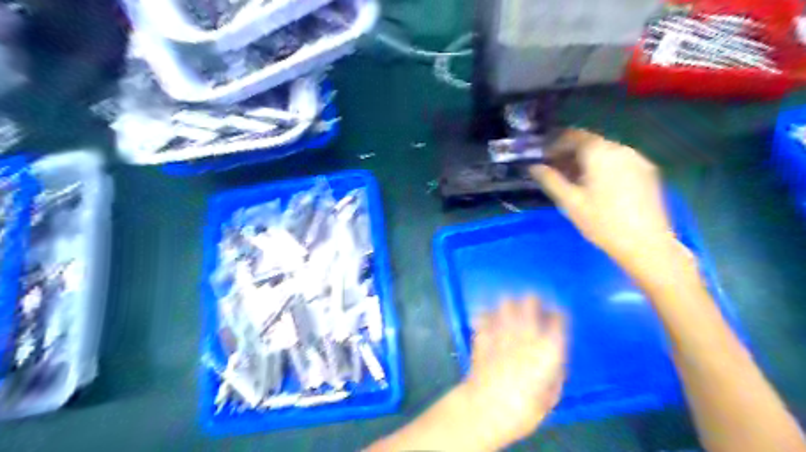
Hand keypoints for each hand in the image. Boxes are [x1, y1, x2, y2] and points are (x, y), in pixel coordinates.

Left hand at [464, 296, 569, 447]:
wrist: (487, 408)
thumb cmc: (524, 409)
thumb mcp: (551, 395)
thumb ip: (556, 371)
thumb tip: (555, 360)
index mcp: (550, 346)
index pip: (559, 317)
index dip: (558, 315)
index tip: (556, 318)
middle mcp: (527, 331)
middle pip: (531, 300)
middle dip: (534, 302)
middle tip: (533, 310)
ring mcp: (503, 328)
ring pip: (507, 301)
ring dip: (510, 305)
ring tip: (510, 312)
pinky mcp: (483, 332)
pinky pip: (485, 313)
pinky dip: (488, 315)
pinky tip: (489, 321)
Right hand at [534, 130, 681, 277]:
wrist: (646, 244)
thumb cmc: (602, 222)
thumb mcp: (569, 202)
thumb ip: (550, 180)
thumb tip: (533, 167)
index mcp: (600, 152)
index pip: (572, 136)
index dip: (554, 145)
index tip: (543, 159)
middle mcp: (620, 148)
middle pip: (589, 142)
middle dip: (569, 153)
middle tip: (555, 172)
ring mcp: (637, 159)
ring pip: (604, 152)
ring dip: (586, 161)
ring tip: (573, 181)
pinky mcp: (647, 172)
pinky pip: (618, 161)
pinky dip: (602, 167)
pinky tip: (596, 186)